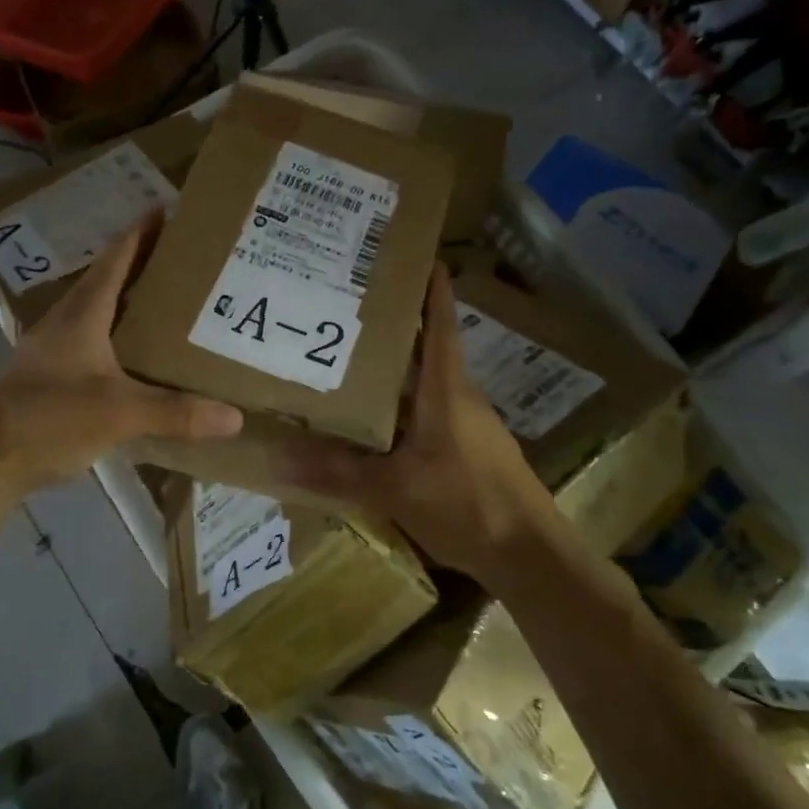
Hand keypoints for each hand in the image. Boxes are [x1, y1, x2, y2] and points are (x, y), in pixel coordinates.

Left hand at [0, 213, 242, 495]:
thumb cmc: (51, 419)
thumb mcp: (120, 413)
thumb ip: (176, 412)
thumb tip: (234, 417)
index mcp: (81, 315)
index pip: (114, 261)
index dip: (139, 234)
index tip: (164, 208)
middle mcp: (65, 322)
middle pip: (105, 280)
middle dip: (138, 263)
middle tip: (179, 256)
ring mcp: (52, 349)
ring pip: (95, 311)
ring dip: (125, 298)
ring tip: (164, 299)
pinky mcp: (48, 374)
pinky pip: (89, 340)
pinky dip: (115, 333)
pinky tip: (134, 351)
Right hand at [274, 265, 555, 579]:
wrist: (529, 553)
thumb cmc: (466, 503)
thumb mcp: (394, 489)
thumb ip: (338, 472)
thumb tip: (279, 456)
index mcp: (447, 390)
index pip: (441, 324)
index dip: (431, 289)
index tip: (416, 255)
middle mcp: (460, 397)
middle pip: (428, 350)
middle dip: (396, 328)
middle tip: (352, 307)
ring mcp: (469, 424)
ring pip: (427, 385)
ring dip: (398, 371)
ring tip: (353, 359)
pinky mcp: (470, 450)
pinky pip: (430, 415)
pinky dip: (404, 407)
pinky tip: (377, 423)